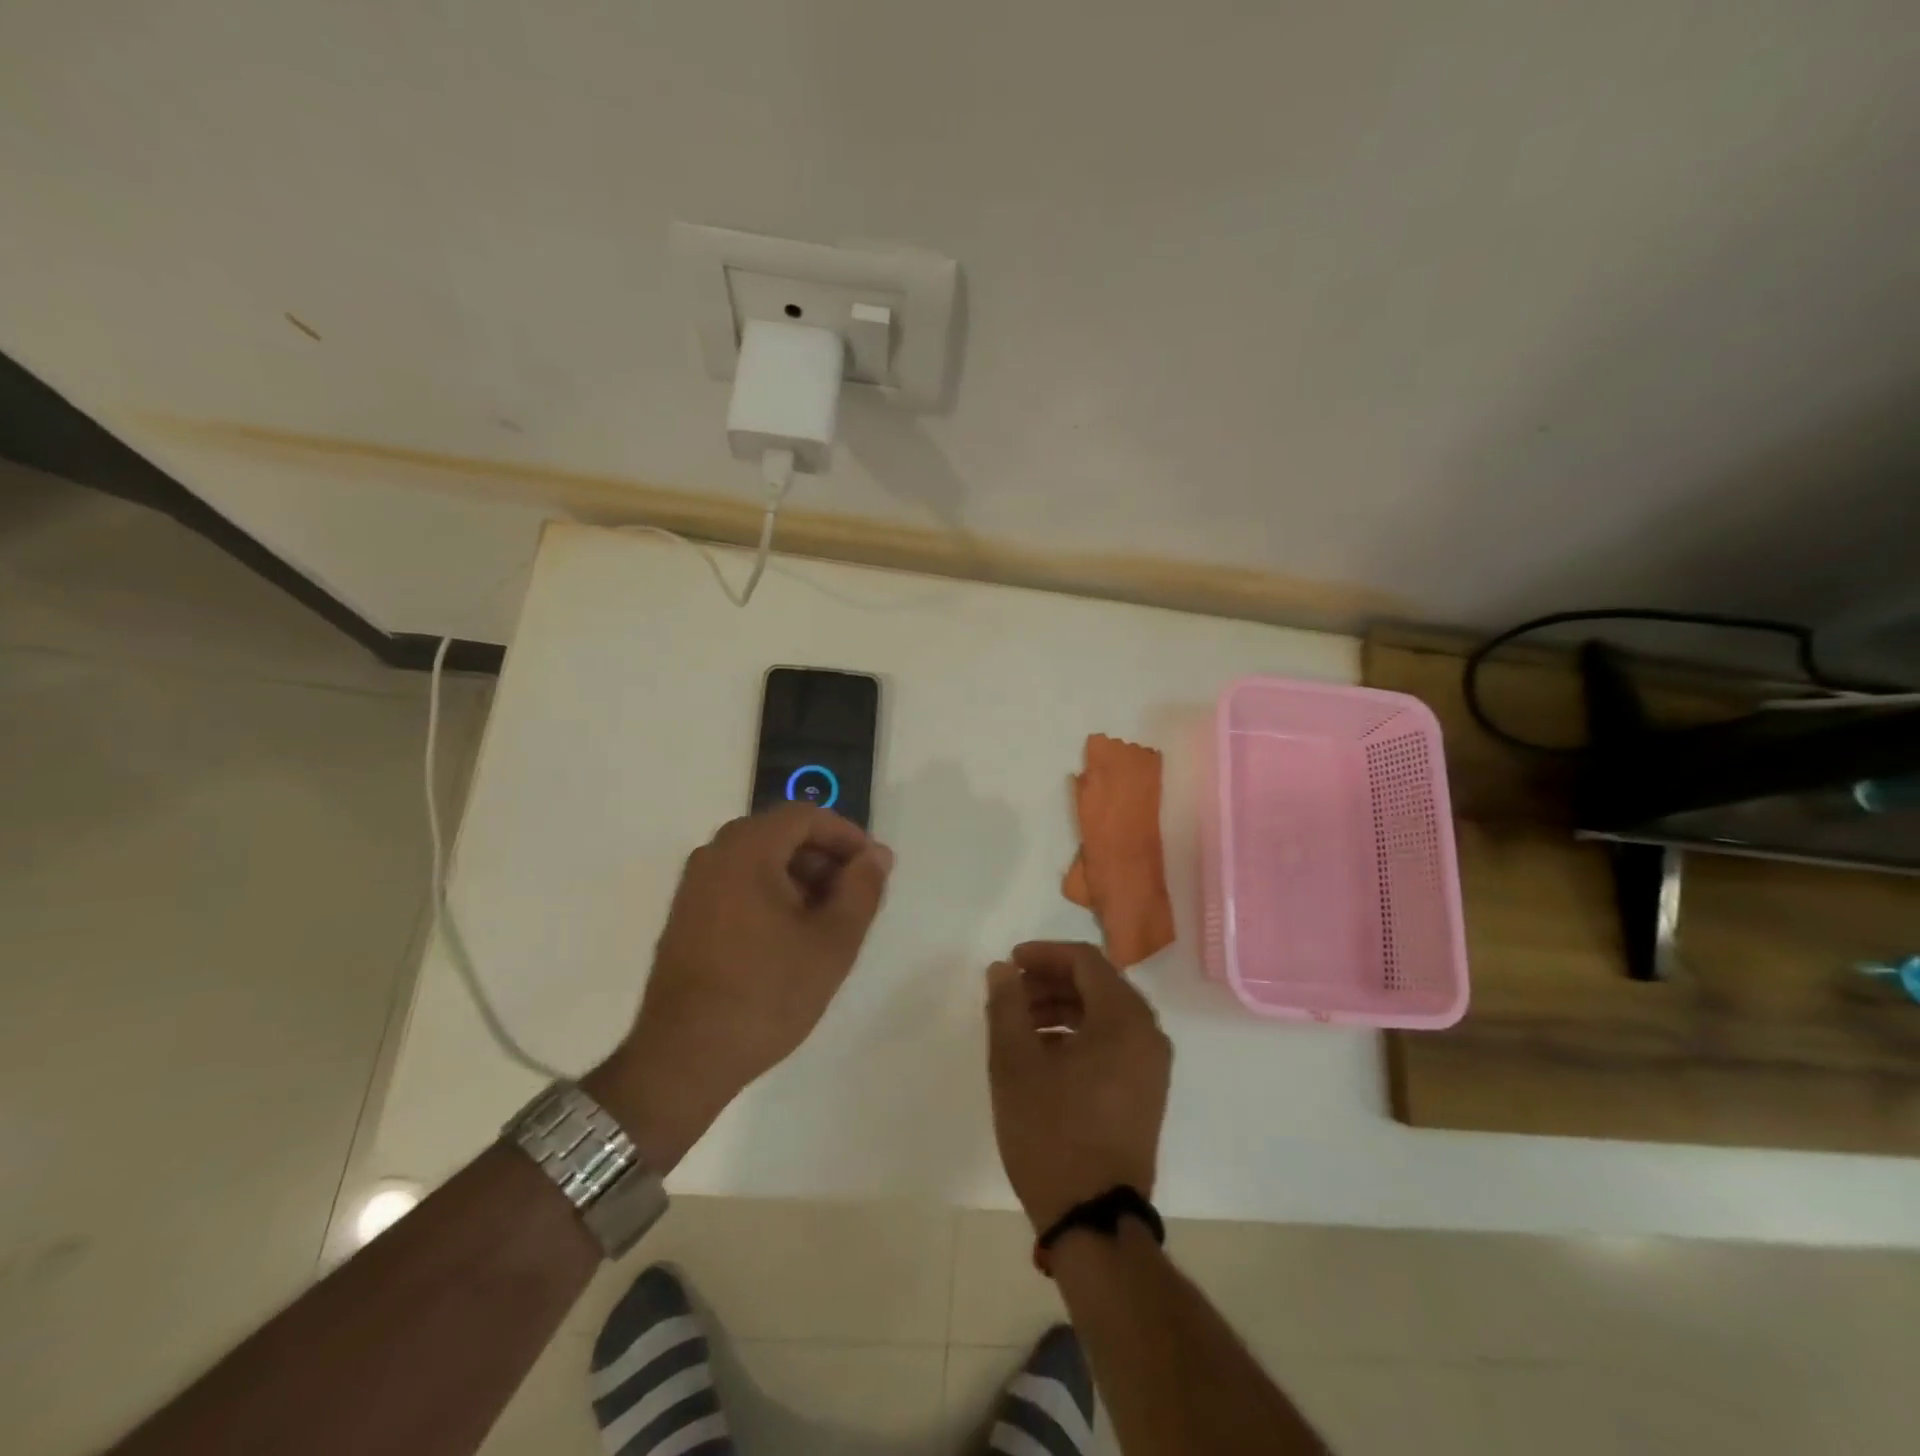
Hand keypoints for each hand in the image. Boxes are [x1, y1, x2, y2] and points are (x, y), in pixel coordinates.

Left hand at [589, 805, 893, 1169]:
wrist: (684, 1059)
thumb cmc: (767, 993)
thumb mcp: (833, 941)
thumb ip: (862, 888)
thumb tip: (876, 855)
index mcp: (746, 849)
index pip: (806, 815)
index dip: (847, 835)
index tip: (873, 868)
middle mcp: (714, 855)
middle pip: (781, 835)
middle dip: (825, 859)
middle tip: (854, 899)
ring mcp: (694, 886)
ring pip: (761, 861)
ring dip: (801, 879)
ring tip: (828, 923)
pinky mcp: (686, 916)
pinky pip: (739, 884)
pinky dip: (772, 895)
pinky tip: (791, 938)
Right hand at [984, 941, 1172, 1232]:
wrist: (1094, 1220)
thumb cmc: (1052, 1133)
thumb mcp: (1015, 1064)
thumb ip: (1007, 1006)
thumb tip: (1002, 969)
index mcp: (1124, 1018)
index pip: (1085, 961)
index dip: (1043, 954)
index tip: (1009, 964)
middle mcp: (1148, 1034)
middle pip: (1097, 985)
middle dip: (1050, 982)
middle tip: (1011, 995)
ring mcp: (1151, 1066)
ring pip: (1104, 1015)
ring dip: (1061, 1009)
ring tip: (1020, 1026)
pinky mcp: (1146, 1093)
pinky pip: (1112, 1043)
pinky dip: (1078, 1036)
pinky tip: (1043, 1055)